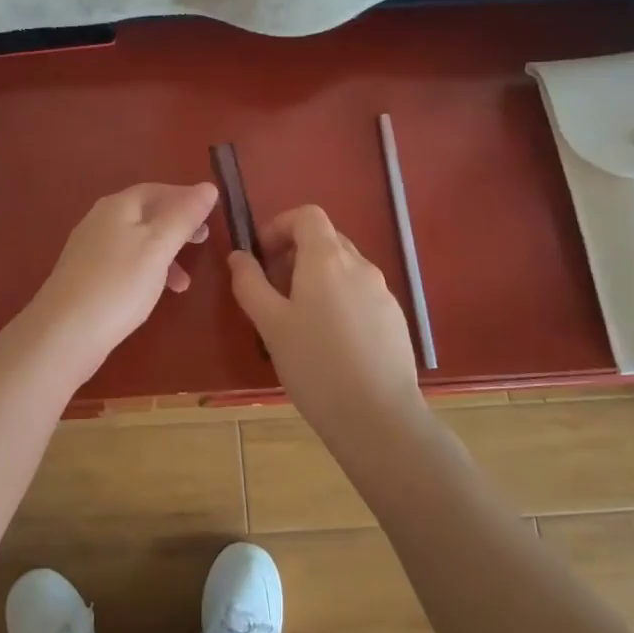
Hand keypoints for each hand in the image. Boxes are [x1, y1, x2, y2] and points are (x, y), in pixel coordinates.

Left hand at [29, 183, 218, 374]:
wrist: (65, 332)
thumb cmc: (119, 283)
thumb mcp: (158, 246)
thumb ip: (184, 216)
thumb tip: (208, 186)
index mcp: (117, 206)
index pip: (157, 190)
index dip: (185, 197)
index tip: (211, 212)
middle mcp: (100, 220)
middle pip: (145, 214)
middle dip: (176, 226)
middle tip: (203, 240)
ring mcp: (90, 249)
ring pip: (136, 241)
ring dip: (164, 254)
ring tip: (185, 281)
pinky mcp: (86, 277)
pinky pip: (124, 263)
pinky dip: (146, 271)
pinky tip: (155, 293)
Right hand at [227, 206, 425, 431]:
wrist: (378, 416)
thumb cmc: (315, 365)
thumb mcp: (270, 324)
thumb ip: (250, 283)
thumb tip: (239, 256)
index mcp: (327, 259)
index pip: (307, 215)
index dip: (280, 226)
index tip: (262, 256)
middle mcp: (360, 266)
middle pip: (326, 240)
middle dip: (295, 254)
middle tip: (273, 291)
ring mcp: (382, 292)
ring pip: (343, 269)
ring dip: (317, 279)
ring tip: (298, 322)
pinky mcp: (394, 319)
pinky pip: (360, 294)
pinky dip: (339, 301)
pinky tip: (330, 343)